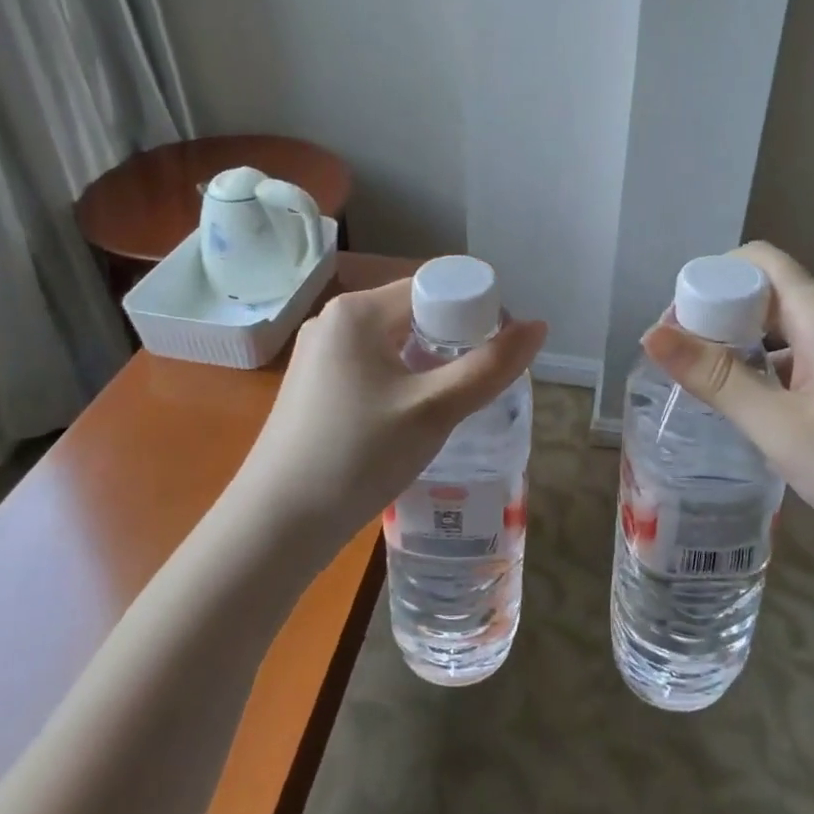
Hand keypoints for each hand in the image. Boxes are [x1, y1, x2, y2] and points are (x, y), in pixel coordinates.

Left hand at [227, 278, 546, 551]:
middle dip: (454, 340)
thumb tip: (538, 326)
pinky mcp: (313, 386)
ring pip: (394, 344)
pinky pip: (371, 367)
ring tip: (455, 403)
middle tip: (482, 382)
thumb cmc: (357, 457)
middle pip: (413, 313)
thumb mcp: (434, 411)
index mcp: (358, 311)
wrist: (275, 525)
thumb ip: (490, 367)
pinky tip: (414, 418)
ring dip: (430, 364)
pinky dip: (402, 381)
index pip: (433, 288)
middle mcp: (334, 321)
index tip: (500, 351)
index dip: (475, 312)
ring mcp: (318, 355)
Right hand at [640, 242, 813, 594]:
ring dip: (748, 345)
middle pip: (771, 291)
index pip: (757, 261)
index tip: (678, 328)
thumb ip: (716, 378)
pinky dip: (778, 364)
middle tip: (686, 365)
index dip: (710, 282)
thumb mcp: (781, 430)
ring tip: (716, 389)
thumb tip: (651, 333)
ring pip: (791, 324)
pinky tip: (765, 407)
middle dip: (721, 317)